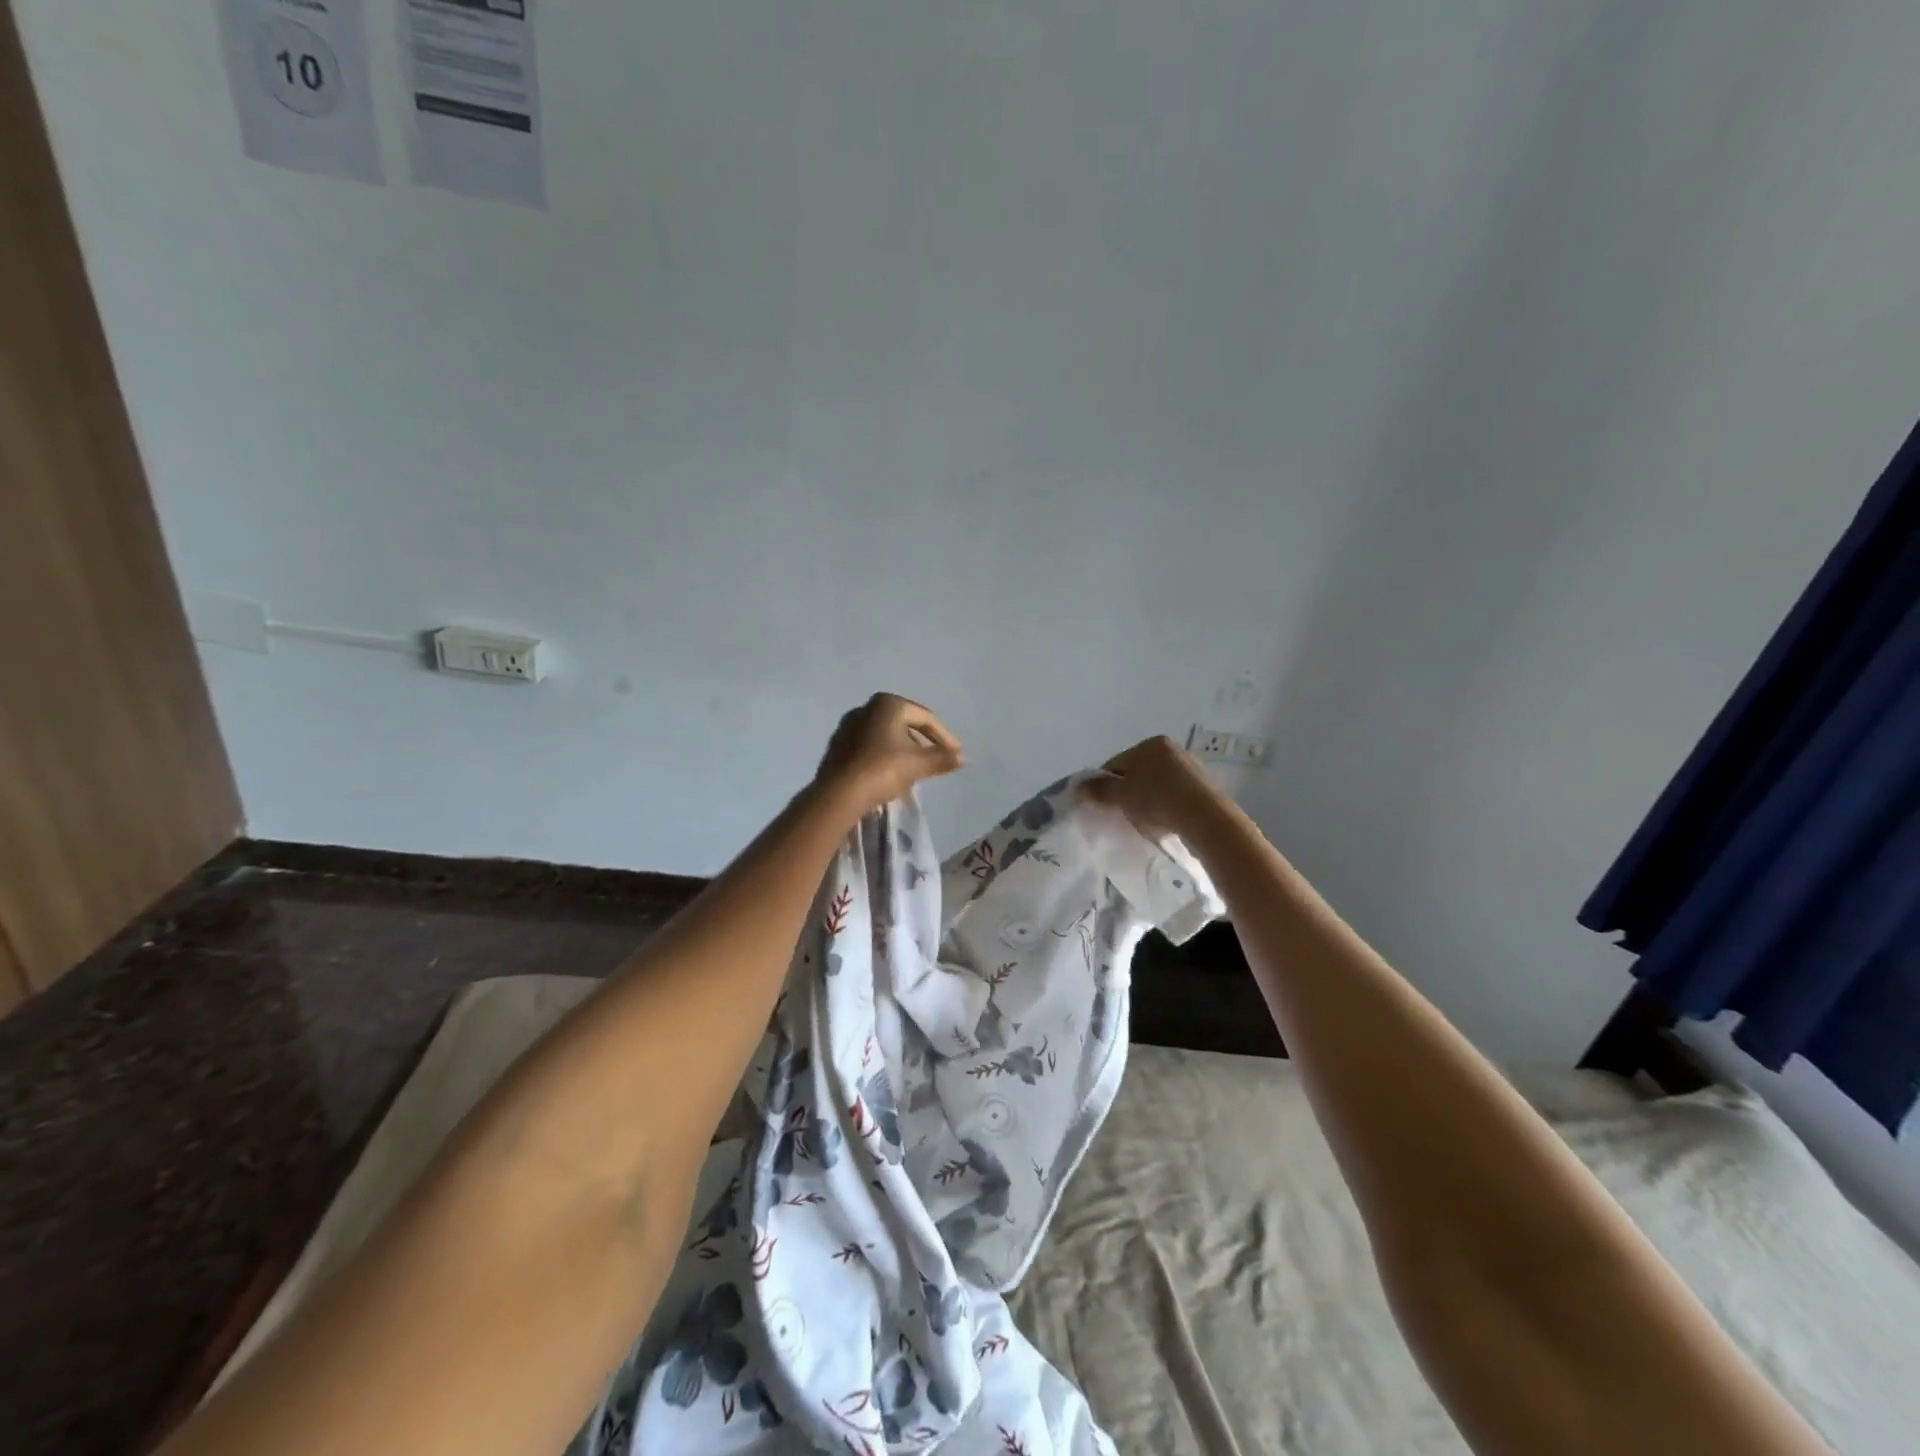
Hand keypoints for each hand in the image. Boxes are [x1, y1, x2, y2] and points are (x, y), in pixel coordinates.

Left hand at [814, 693, 964, 815]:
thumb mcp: (918, 764)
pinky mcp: (838, 745)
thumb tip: (963, 757)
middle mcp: (867, 708)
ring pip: (886, 735)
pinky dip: (884, 756)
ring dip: (903, 749)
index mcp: (888, 704)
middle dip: (923, 742)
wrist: (839, 794)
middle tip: (937, 759)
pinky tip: (890, 773)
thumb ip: (942, 758)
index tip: (956, 754)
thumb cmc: (883, 770)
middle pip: (905, 724)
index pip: (925, 718)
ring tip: (916, 768)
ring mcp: (848, 726)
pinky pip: (870, 747)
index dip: (945, 737)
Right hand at [1079, 735, 1224, 839]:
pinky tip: (1164, 823)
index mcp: (1151, 744)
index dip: (1105, 786)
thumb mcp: (1121, 796)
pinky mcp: (1206, 789)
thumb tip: (1078, 786)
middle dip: (1127, 792)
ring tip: (1144, 823)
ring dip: (1147, 800)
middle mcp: (1172, 749)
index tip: (1102, 806)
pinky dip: (1166, 807)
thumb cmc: (1157, 800)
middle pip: (1138, 773)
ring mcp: (1192, 768)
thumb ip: (1099, 790)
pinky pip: (1175, 796)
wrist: (1205, 819)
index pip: (1116, 763)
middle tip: (1121, 815)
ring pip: (1157, 785)